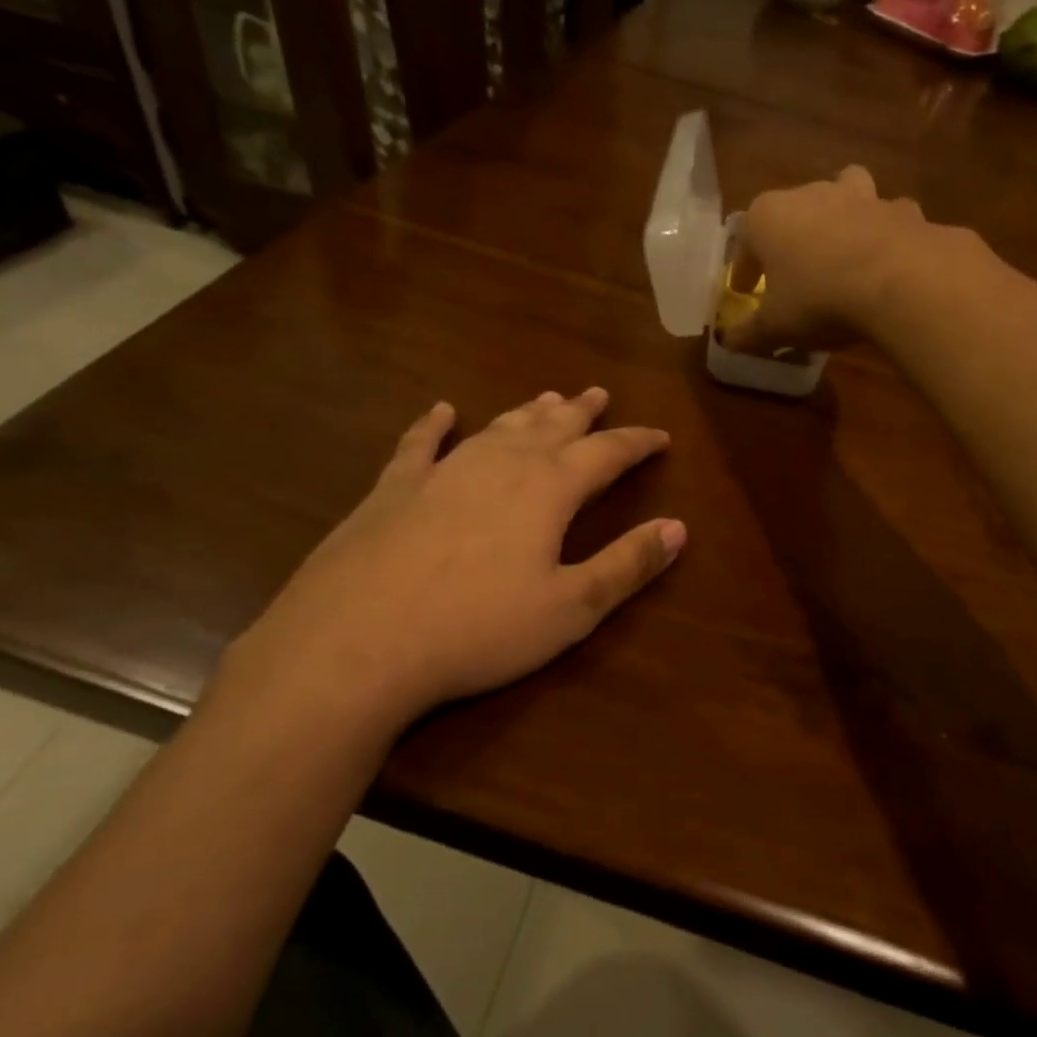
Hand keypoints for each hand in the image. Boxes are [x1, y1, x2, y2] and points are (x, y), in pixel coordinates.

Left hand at [227, 388, 683, 734]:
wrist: (357, 641)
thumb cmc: (478, 628)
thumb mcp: (570, 608)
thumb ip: (626, 565)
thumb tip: (678, 527)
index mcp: (548, 489)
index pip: (607, 453)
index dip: (637, 443)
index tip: (660, 437)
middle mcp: (500, 464)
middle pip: (552, 427)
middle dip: (581, 412)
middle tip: (599, 394)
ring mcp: (442, 471)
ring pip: (497, 427)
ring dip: (526, 412)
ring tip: (547, 398)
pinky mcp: (393, 488)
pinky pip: (419, 443)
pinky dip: (433, 424)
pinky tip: (440, 410)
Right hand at [721, 166, 931, 356]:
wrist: (900, 283)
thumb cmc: (819, 300)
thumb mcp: (775, 327)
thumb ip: (749, 334)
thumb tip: (729, 341)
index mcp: (769, 216)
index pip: (745, 239)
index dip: (744, 269)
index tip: (747, 291)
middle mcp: (812, 194)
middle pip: (793, 210)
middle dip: (791, 237)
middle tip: (794, 271)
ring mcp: (862, 196)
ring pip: (845, 194)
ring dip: (842, 215)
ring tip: (843, 248)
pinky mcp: (902, 210)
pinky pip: (888, 219)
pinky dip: (886, 234)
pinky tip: (888, 261)